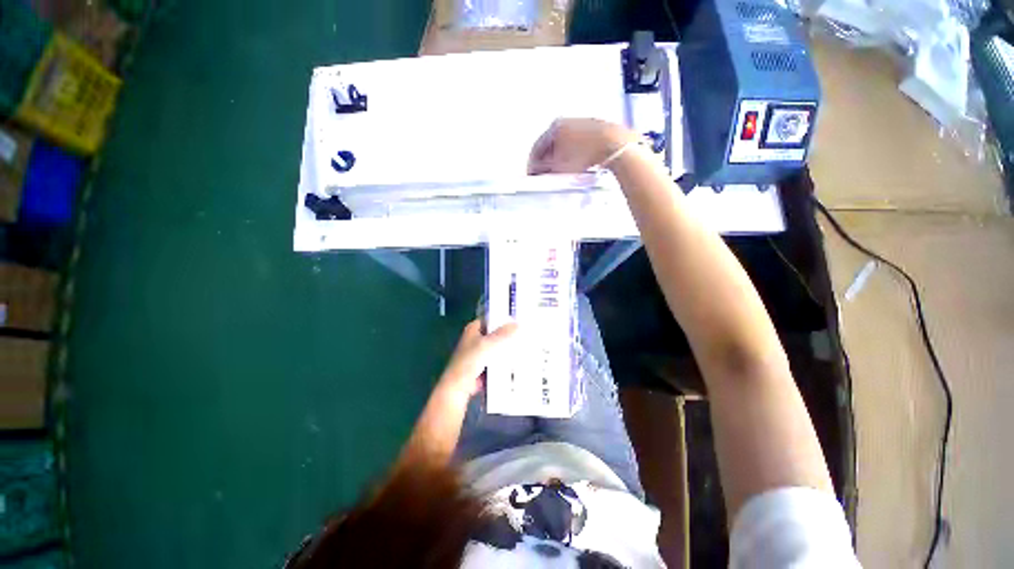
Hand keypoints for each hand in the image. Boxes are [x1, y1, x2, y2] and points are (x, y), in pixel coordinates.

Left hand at [437, 320, 518, 398]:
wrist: (458, 387)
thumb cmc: (470, 361)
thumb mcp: (488, 344)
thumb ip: (503, 334)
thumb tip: (517, 324)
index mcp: (473, 328)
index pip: (490, 318)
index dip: (502, 318)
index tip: (517, 320)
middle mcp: (474, 338)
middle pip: (494, 333)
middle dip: (507, 335)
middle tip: (523, 334)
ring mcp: (478, 353)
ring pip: (496, 348)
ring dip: (506, 349)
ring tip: (523, 347)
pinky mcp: (481, 366)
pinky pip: (495, 360)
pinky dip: (503, 361)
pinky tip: (516, 362)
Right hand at [528, 118, 638, 174]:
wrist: (614, 145)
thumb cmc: (586, 153)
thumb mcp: (559, 165)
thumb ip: (543, 168)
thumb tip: (537, 169)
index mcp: (554, 126)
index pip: (537, 147)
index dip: (533, 164)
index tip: (532, 174)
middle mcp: (566, 122)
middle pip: (550, 145)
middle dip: (546, 161)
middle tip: (544, 174)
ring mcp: (581, 124)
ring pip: (563, 144)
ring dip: (559, 158)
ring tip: (560, 172)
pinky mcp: (593, 129)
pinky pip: (576, 144)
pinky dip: (571, 154)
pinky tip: (574, 164)